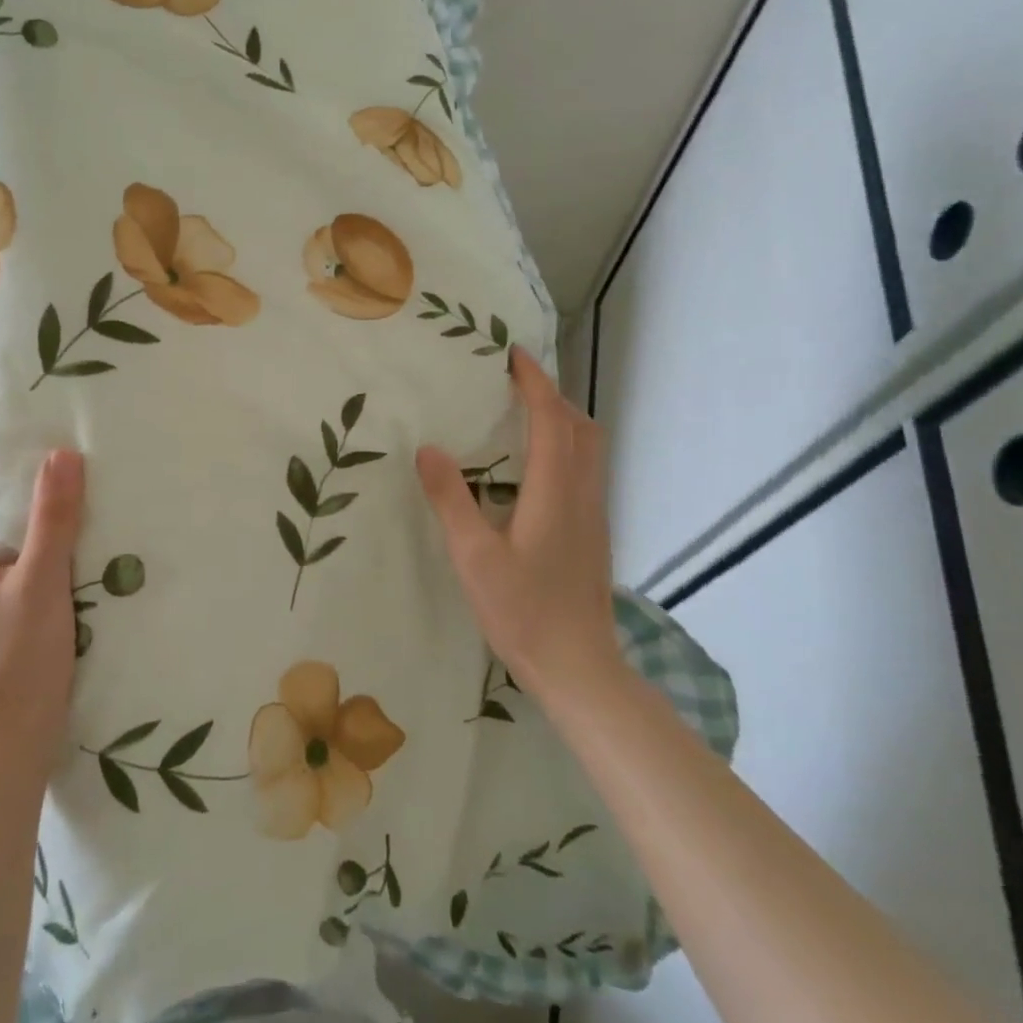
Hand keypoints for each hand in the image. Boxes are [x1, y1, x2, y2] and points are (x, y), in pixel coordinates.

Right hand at [416, 348, 618, 699]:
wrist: (579, 667)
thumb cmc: (523, 611)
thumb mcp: (474, 557)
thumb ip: (451, 500)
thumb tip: (428, 448)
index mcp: (555, 491)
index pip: (551, 419)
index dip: (534, 382)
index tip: (512, 354)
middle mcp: (582, 494)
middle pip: (580, 427)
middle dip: (551, 395)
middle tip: (512, 384)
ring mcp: (594, 515)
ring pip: (589, 449)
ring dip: (561, 420)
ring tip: (521, 416)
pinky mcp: (593, 533)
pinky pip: (586, 469)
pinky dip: (565, 446)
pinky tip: (533, 468)